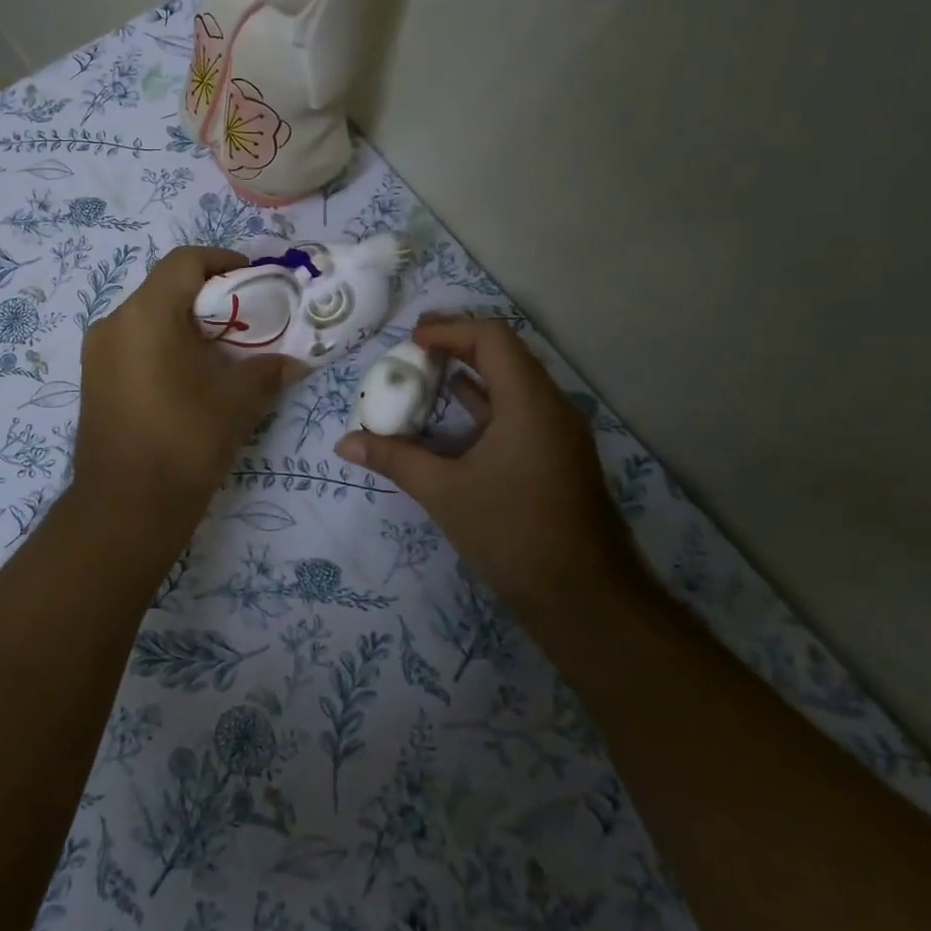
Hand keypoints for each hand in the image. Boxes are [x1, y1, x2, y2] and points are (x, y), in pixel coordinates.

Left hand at [73, 246, 299, 523]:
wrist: (125, 508)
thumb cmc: (184, 441)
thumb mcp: (237, 401)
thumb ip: (268, 370)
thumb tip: (293, 361)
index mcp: (145, 314)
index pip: (185, 262)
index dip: (223, 262)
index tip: (255, 281)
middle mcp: (113, 323)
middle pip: (166, 288)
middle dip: (210, 298)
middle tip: (247, 321)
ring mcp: (97, 354)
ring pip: (149, 318)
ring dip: (187, 325)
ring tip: (223, 354)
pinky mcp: (94, 381)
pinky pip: (134, 345)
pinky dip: (165, 346)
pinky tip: (191, 378)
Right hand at [336, 317, 626, 605]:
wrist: (585, 600)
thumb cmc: (514, 533)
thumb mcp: (444, 493)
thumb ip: (395, 459)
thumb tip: (345, 443)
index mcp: (530, 403)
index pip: (492, 338)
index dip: (449, 330)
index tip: (411, 341)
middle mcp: (550, 407)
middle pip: (505, 354)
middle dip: (457, 345)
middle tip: (413, 348)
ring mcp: (557, 434)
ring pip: (512, 384)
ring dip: (470, 374)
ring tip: (424, 376)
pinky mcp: (555, 458)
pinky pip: (517, 412)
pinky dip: (483, 405)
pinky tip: (450, 420)